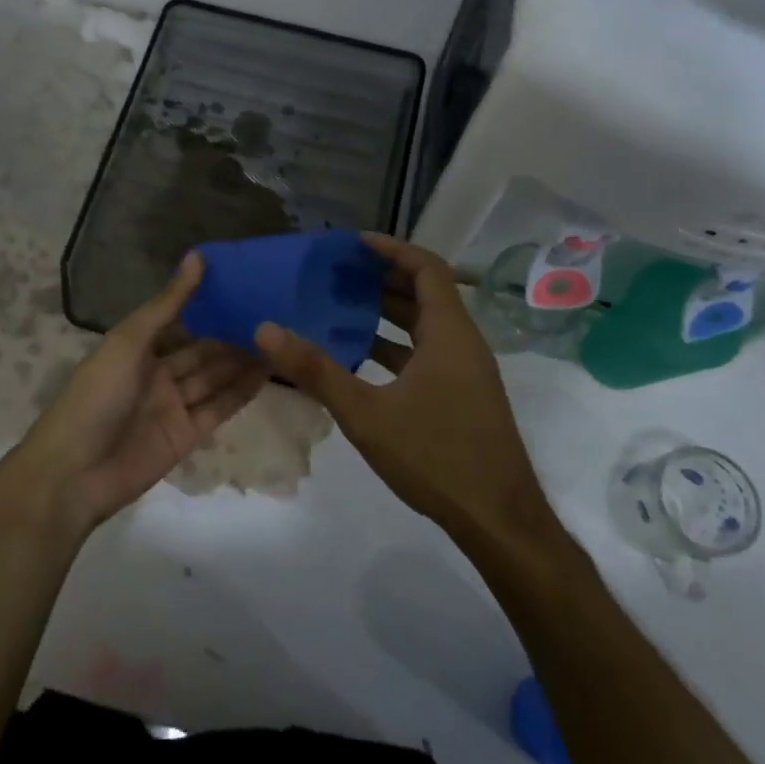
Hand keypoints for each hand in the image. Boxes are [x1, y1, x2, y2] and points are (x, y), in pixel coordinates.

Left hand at [9, 253, 266, 534]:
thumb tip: (197, 257)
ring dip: (242, 360)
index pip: (179, 319)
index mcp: (137, 347)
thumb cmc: (96, 396)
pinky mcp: (187, 435)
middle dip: (231, 333)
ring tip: (280, 337)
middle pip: (201, 350)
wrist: (74, 473)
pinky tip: (268, 372)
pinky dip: (241, 391)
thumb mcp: (128, 342)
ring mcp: (173, 405)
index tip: (244, 283)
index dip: (208, 304)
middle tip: (274, 312)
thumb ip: (167, 304)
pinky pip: (219, 407)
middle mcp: (157, 373)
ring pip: (214, 377)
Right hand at [256, 234, 554, 544]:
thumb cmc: (435, 456)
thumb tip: (266, 330)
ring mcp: (466, 371)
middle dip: (383, 278)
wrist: (498, 520)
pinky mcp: (463, 396)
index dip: (392, 249)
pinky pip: (427, 353)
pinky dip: (396, 346)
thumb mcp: (366, 413)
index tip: (354, 243)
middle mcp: (462, 342)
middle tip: (338, 274)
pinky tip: (361, 359)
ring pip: (426, 326)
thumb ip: (316, 370)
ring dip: (388, 313)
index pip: (426, 267)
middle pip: (425, 293)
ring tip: (342, 307)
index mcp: (449, 333)